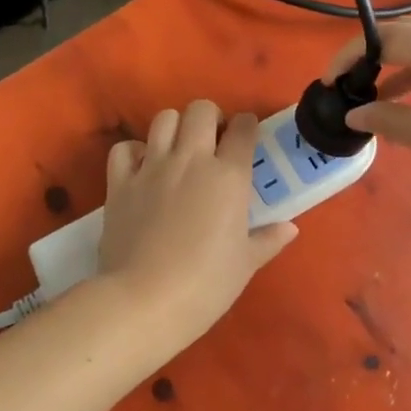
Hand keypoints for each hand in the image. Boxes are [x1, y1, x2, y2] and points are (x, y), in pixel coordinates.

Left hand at [98, 101, 297, 340]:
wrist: (145, 300)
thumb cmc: (206, 285)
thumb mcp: (245, 264)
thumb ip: (267, 240)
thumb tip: (290, 228)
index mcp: (229, 176)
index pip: (243, 129)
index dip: (247, 127)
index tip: (246, 137)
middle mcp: (191, 160)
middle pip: (201, 110)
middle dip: (211, 118)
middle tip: (213, 141)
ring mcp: (151, 168)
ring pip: (163, 119)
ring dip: (175, 127)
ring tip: (178, 150)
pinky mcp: (120, 183)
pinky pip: (125, 149)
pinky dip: (134, 152)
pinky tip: (142, 168)